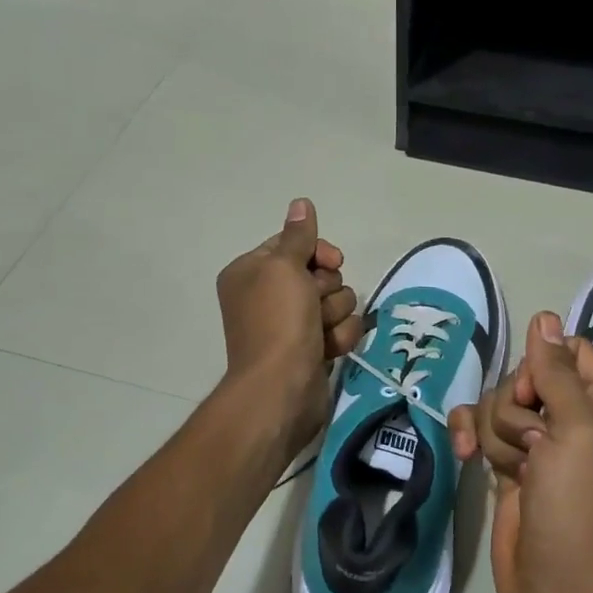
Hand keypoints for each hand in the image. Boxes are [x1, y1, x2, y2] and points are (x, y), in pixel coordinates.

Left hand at [215, 199, 363, 457]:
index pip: (295, 245)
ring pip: (337, 301)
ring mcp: (292, 325)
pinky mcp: (312, 349)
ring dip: (335, 315)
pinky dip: (339, 338)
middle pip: (320, 274)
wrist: (281, 389)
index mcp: (252, 272)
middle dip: (327, 289)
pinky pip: (340, 329)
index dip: (317, 253)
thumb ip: (297, 236)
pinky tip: (329, 351)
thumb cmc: (278, 322)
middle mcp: (269, 296)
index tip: (331, 262)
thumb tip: (301, 203)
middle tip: (314, 305)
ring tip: (320, 333)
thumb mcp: (284, 268)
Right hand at [451, 312, 592, 592]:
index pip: (571, 352)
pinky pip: (480, 429)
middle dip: (517, 408)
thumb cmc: (578, 504)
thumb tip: (545, 317)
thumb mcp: (576, 430)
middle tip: (534, 446)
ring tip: (515, 471)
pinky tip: (464, 454)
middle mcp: (574, 420)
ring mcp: (539, 445)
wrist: (556, 585)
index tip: (536, 395)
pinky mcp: (508, 466)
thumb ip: (556, 371)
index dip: (544, 364)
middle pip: (527, 378)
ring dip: (497, 433)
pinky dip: (470, 436)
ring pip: (499, 404)